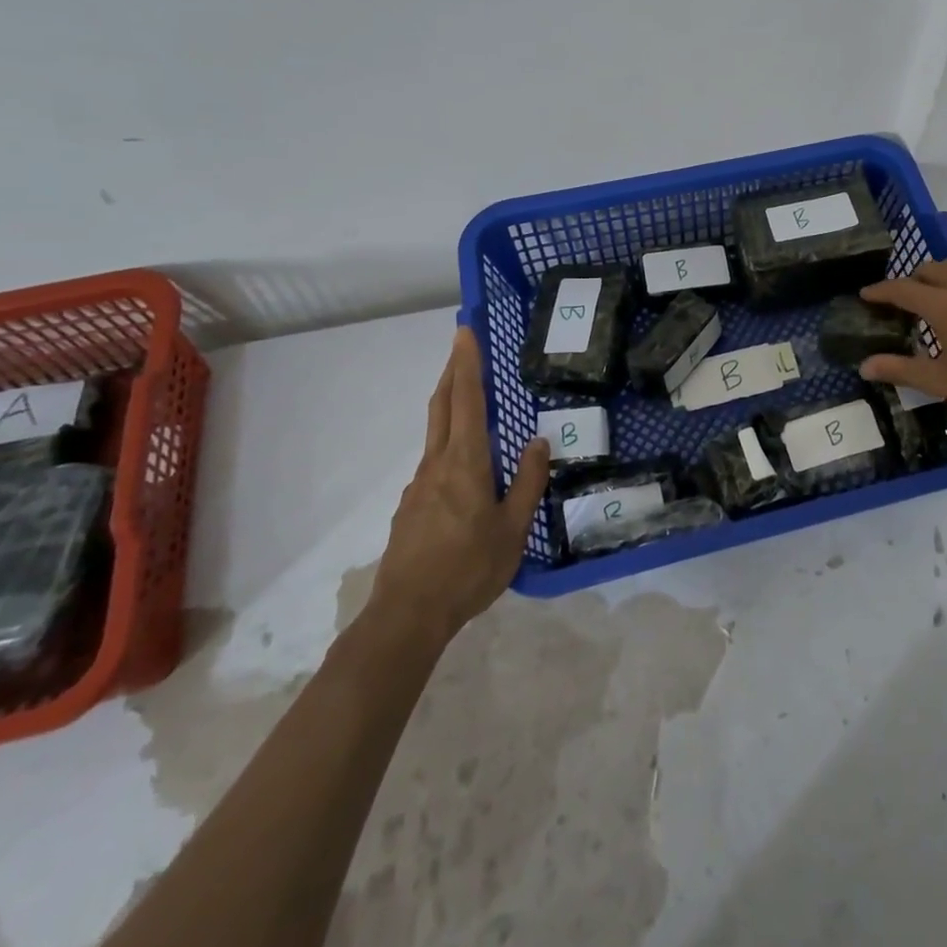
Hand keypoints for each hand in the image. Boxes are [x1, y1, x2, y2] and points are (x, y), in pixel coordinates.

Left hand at [369, 327, 549, 647]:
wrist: (408, 615)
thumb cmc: (469, 568)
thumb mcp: (514, 529)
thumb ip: (528, 482)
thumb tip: (538, 442)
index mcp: (466, 463)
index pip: (467, 400)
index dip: (467, 364)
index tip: (465, 332)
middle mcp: (437, 464)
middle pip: (442, 406)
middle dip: (452, 371)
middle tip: (461, 345)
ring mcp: (419, 485)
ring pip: (435, 433)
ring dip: (449, 404)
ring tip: (468, 398)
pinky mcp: (411, 506)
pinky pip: (433, 461)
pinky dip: (448, 442)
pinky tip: (463, 467)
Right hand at [859, 233, 946, 449]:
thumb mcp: (944, 383)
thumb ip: (902, 369)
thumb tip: (865, 366)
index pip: (904, 290)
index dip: (882, 291)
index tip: (867, 295)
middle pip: (931, 272)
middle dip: (912, 283)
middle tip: (904, 303)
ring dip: (942, 271)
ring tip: (934, 286)